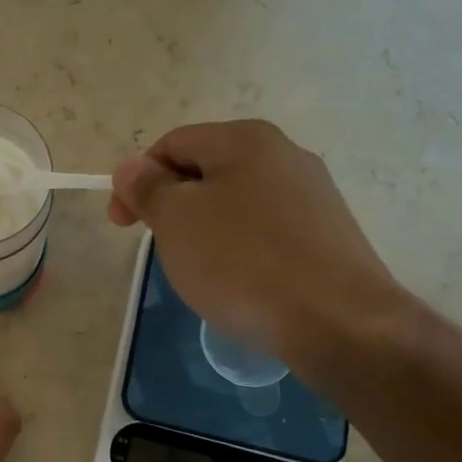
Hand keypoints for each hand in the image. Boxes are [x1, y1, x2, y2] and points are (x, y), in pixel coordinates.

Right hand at [108, 120, 411, 381]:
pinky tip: (240, 283)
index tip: (122, 224)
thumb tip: (131, 167)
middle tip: (161, 248)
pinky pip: (266, 231)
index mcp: (245, 139)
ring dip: (205, 229)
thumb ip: (148, 187)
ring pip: (236, 202)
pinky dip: (240, 249)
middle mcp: (285, 154)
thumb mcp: (176, 220)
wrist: (339, 322)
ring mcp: (313, 194)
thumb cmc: (243, 262)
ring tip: (200, 271)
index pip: (172, 144)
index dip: (137, 180)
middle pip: (206, 170)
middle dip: (173, 206)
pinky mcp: (328, 234)